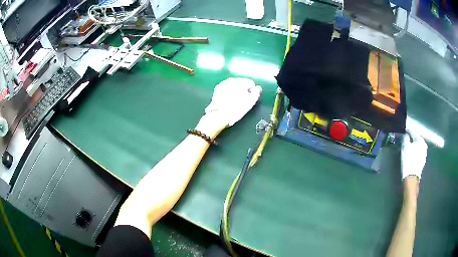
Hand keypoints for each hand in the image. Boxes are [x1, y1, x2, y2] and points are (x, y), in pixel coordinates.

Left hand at [205, 78, 261, 126]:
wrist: (219, 115)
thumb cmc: (237, 109)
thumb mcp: (251, 102)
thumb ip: (256, 93)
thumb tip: (257, 88)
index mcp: (241, 82)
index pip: (250, 83)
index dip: (251, 91)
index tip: (248, 99)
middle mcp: (232, 79)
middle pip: (242, 83)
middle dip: (243, 89)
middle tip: (241, 101)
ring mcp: (223, 83)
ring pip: (234, 85)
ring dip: (235, 90)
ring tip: (234, 101)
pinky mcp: (218, 88)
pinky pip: (226, 88)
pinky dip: (228, 92)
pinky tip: (228, 100)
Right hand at [401, 129, 427, 179]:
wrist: (411, 177)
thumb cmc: (408, 161)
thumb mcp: (405, 147)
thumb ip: (405, 138)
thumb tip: (405, 134)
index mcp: (420, 140)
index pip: (413, 132)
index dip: (407, 131)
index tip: (403, 131)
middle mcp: (424, 145)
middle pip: (416, 139)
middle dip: (411, 138)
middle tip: (405, 138)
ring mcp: (424, 154)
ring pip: (417, 146)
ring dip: (413, 145)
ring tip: (408, 146)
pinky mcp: (422, 161)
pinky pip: (418, 152)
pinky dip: (414, 151)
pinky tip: (411, 153)